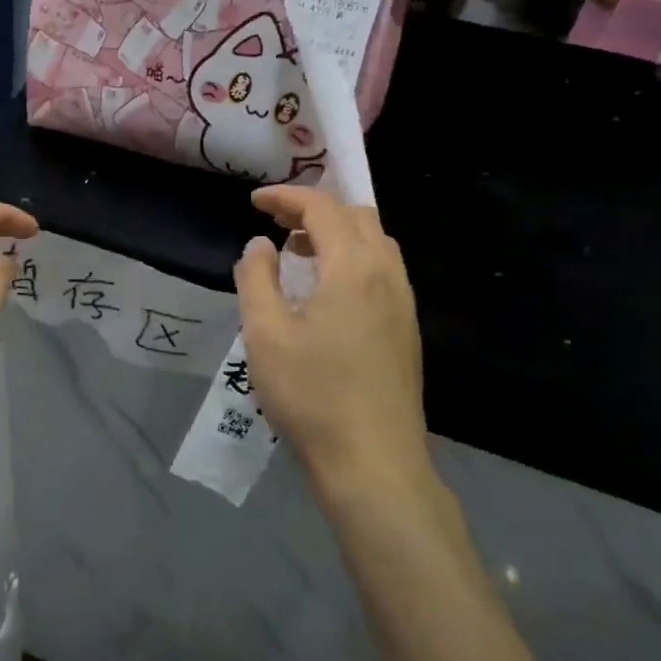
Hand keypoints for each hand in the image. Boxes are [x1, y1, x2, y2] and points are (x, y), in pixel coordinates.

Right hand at [234, 185, 433, 498]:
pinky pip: (382, 271)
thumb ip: (257, 279)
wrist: (374, 463)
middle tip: (277, 223)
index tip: (254, 202)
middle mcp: (387, 275)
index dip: (287, 196)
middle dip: (315, 208)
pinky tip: (326, 292)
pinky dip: (352, 259)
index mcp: (354, 268)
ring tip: (299, 253)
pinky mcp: (406, 330)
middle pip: (358, 216)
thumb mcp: (265, 334)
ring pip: (375, 243)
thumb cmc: (312, 395)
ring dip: (337, 233)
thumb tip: (259, 245)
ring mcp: (403, 304)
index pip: (323, 208)